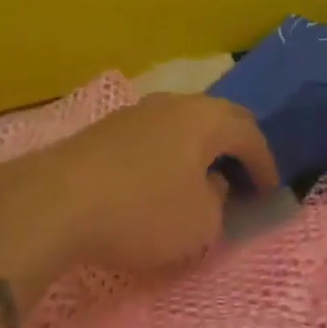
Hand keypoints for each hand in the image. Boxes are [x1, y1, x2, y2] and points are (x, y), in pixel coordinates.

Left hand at [7, 94, 277, 273]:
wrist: (55, 201)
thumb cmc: (142, 211)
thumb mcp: (200, 224)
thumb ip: (218, 204)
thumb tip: (211, 186)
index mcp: (206, 118)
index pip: (250, 133)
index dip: (266, 163)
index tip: (271, 191)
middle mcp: (174, 103)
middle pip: (218, 117)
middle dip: (236, 146)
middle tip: (245, 175)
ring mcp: (137, 111)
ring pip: (183, 123)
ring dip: (200, 148)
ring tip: (202, 178)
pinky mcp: (106, 129)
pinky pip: (154, 135)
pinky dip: (169, 154)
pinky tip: (159, 180)